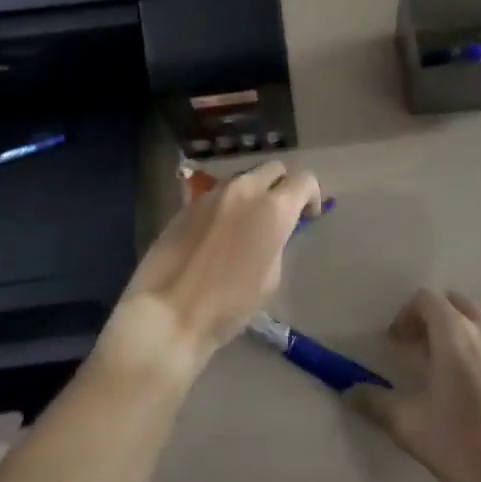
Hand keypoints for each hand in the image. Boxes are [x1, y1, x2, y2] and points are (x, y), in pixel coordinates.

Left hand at [96, 160, 320, 387]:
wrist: (169, 313)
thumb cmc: (229, 306)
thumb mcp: (270, 279)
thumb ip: (278, 242)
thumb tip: (274, 231)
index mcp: (273, 208)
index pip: (304, 179)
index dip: (312, 195)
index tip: (308, 216)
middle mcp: (245, 189)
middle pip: (274, 168)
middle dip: (283, 186)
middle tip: (280, 215)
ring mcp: (214, 193)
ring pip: (244, 178)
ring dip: (254, 193)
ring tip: (247, 224)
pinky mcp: (189, 203)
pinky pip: (219, 193)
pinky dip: (228, 205)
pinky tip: (219, 233)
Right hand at [347, 288, 480, 481]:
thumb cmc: (466, 445)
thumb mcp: (411, 427)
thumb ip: (376, 403)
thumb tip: (348, 390)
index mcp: (452, 331)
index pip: (425, 298)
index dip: (407, 315)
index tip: (398, 342)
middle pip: (455, 300)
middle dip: (435, 316)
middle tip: (423, 348)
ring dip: (469, 321)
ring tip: (460, 352)